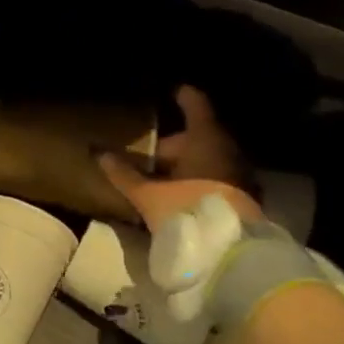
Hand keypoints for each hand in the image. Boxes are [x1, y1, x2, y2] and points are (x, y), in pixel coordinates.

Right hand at [99, 86, 261, 229]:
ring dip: (188, 165)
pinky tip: (182, 196)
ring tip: (162, 178)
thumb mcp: (148, 194)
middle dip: (175, 144)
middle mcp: (228, 150)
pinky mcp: (244, 198)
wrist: (233, 253)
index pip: (196, 106)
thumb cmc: (188, 209)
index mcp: (205, 139)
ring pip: (209, 160)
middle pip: (199, 137)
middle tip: (150, 153)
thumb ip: (124, 174)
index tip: (174, 90)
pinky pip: (217, 179)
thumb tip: (99, 153)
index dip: (184, 97)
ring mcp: (240, 174)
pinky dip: (200, 180)